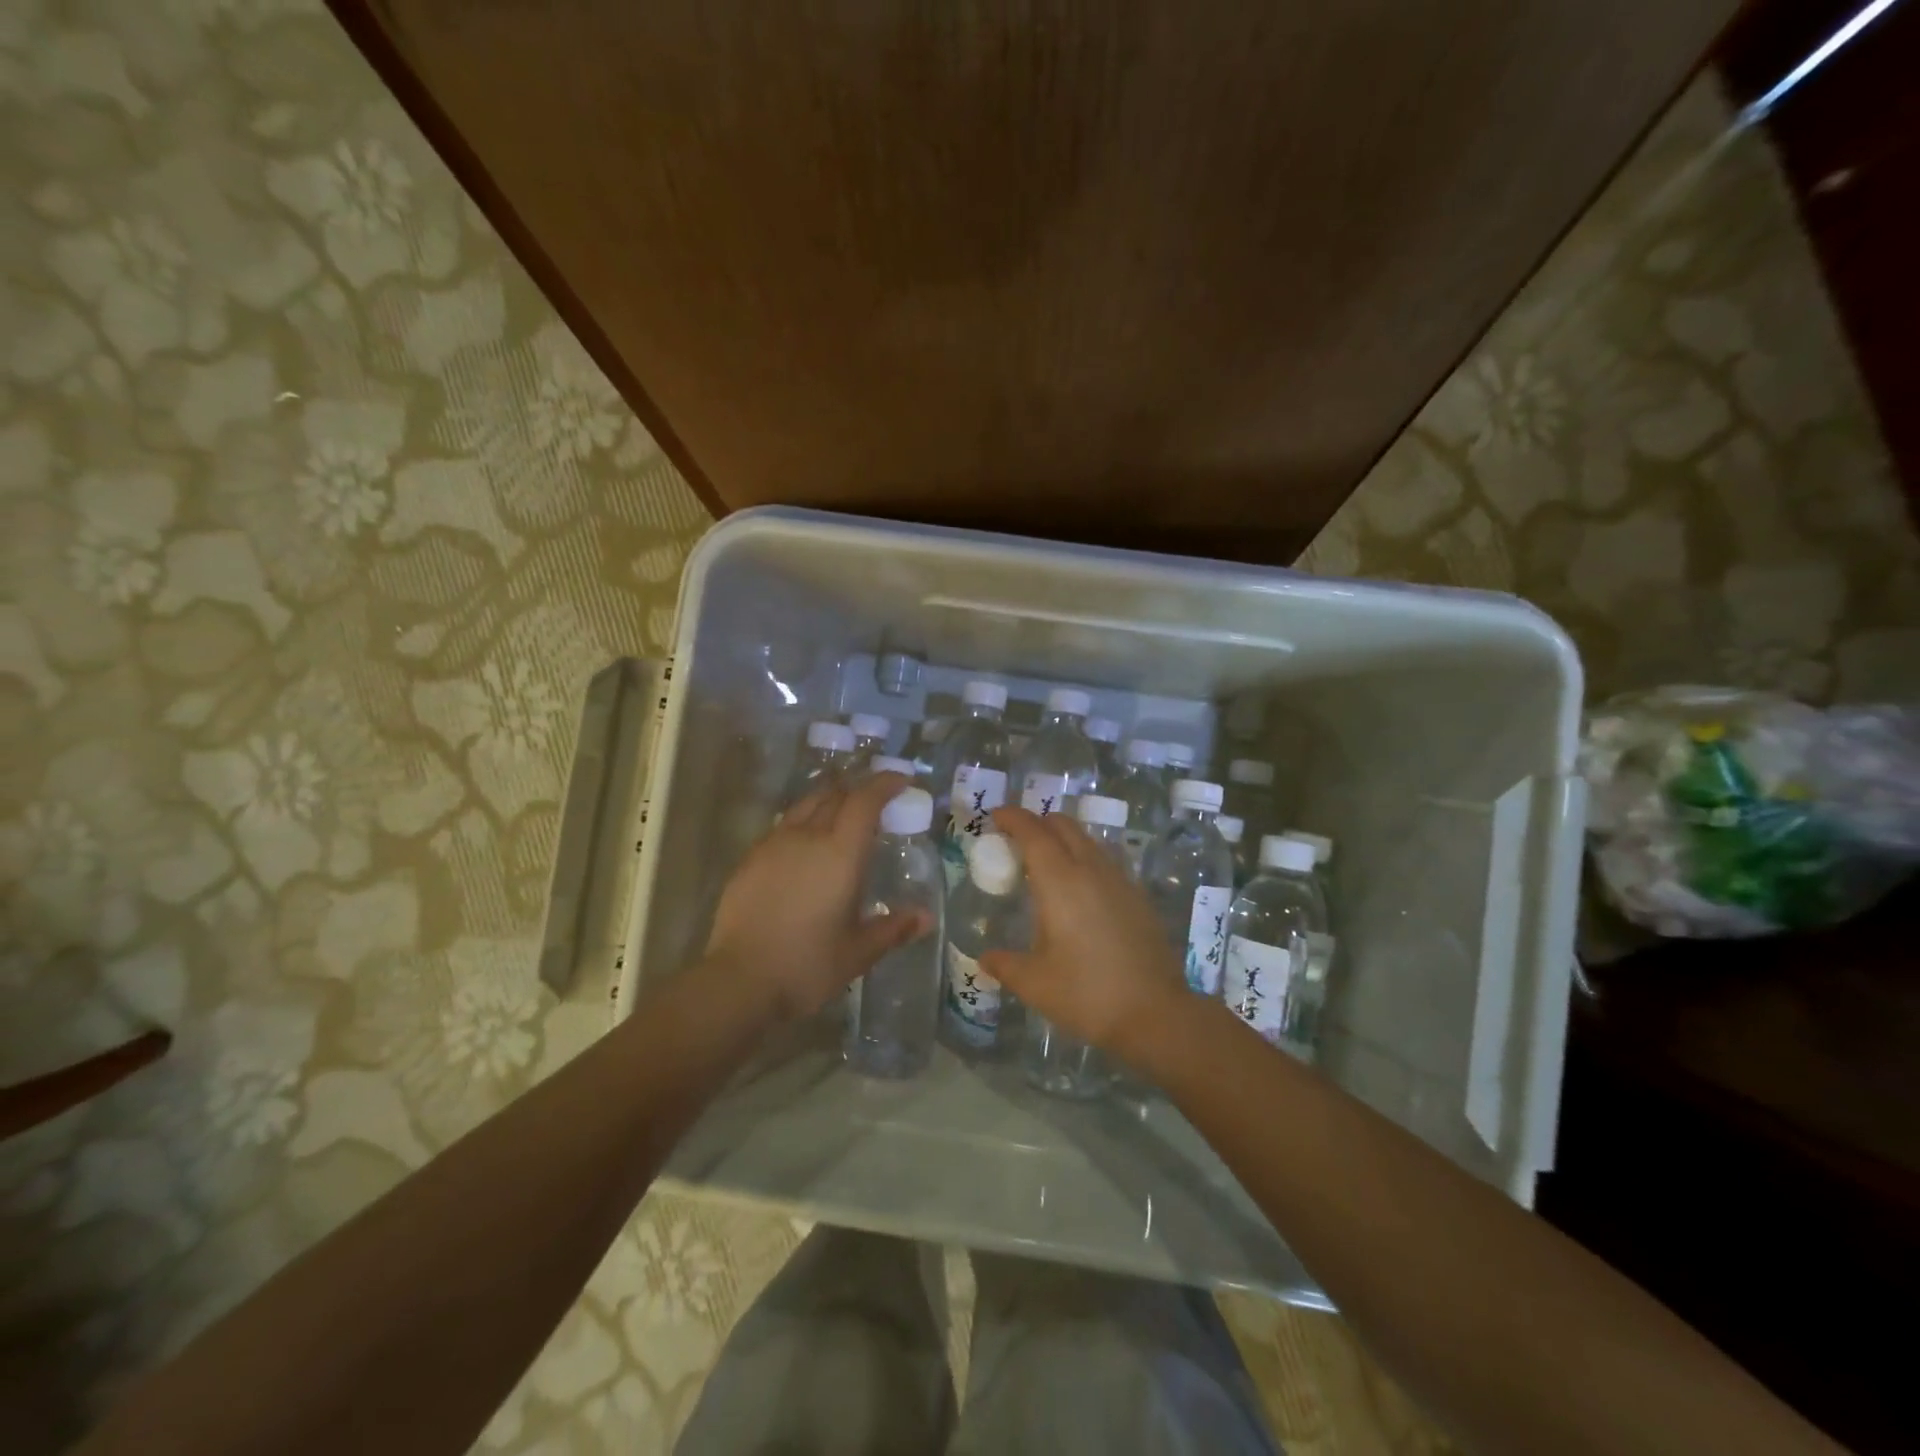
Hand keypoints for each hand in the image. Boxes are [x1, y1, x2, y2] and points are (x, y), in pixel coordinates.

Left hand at [704, 772, 931, 1021]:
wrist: (739, 981)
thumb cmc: (807, 965)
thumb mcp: (858, 951)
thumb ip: (893, 928)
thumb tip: (926, 918)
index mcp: (840, 853)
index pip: (865, 800)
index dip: (885, 783)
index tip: (902, 780)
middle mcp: (807, 836)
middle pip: (835, 794)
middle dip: (858, 790)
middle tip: (876, 801)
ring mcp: (774, 844)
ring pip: (805, 805)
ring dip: (829, 801)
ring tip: (841, 815)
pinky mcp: (750, 859)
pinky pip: (783, 826)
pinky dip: (803, 823)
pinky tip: (805, 846)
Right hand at [981, 806, 1186, 1061]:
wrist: (1156, 1014)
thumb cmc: (1087, 994)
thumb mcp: (1035, 984)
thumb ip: (1005, 965)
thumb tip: (985, 958)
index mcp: (1060, 882)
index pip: (1033, 832)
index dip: (1013, 818)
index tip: (995, 816)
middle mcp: (1091, 870)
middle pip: (1063, 826)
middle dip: (1037, 822)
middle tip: (1016, 838)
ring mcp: (1120, 880)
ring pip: (1087, 840)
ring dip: (1062, 838)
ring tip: (1045, 862)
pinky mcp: (1137, 896)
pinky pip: (1105, 860)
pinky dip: (1084, 857)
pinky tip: (1079, 888)